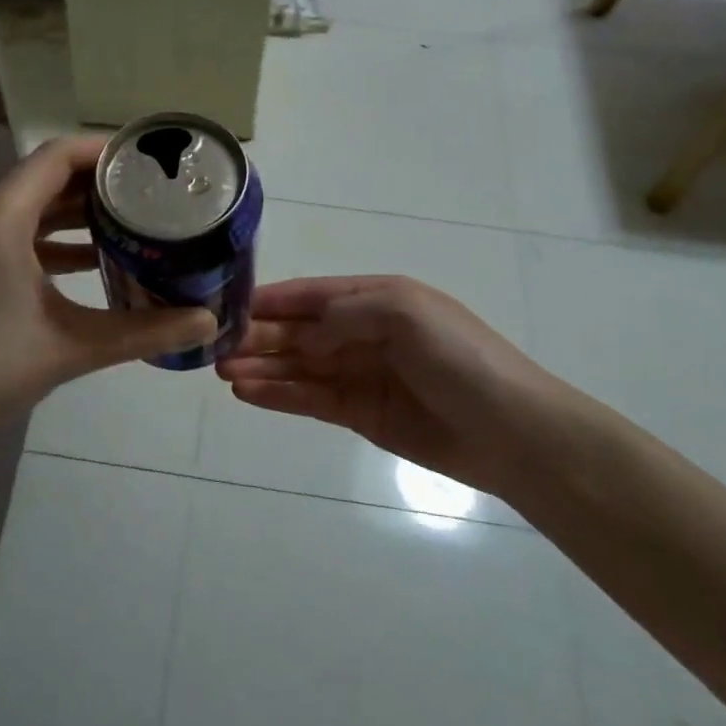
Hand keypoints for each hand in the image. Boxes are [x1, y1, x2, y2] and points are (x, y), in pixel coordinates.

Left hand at [0, 137, 217, 456]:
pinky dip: (51, 240)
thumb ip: (145, 331)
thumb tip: (208, 322)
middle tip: (150, 192)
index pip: (56, 157)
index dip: (103, 151)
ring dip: (75, 212)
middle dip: (97, 183)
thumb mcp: (73, 347)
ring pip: (28, 208)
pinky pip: (14, 235)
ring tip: (129, 222)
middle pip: (44, 178)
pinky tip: (90, 261)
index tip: (147, 160)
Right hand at [216, 276, 564, 496]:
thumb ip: (345, 314)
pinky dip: (279, 395)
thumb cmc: (459, 358)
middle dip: (259, 336)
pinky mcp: (360, 413)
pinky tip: (248, 393)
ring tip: (221, 372)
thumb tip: (302, 333)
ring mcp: (360, 374)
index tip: (228, 307)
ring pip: (299, 366)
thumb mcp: (405, 312)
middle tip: (214, 347)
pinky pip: (311, 399)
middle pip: (299, 331)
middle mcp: (363, 332)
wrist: (511, 431)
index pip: (312, 294)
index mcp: (377, 297)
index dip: (272, 300)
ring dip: (262, 366)